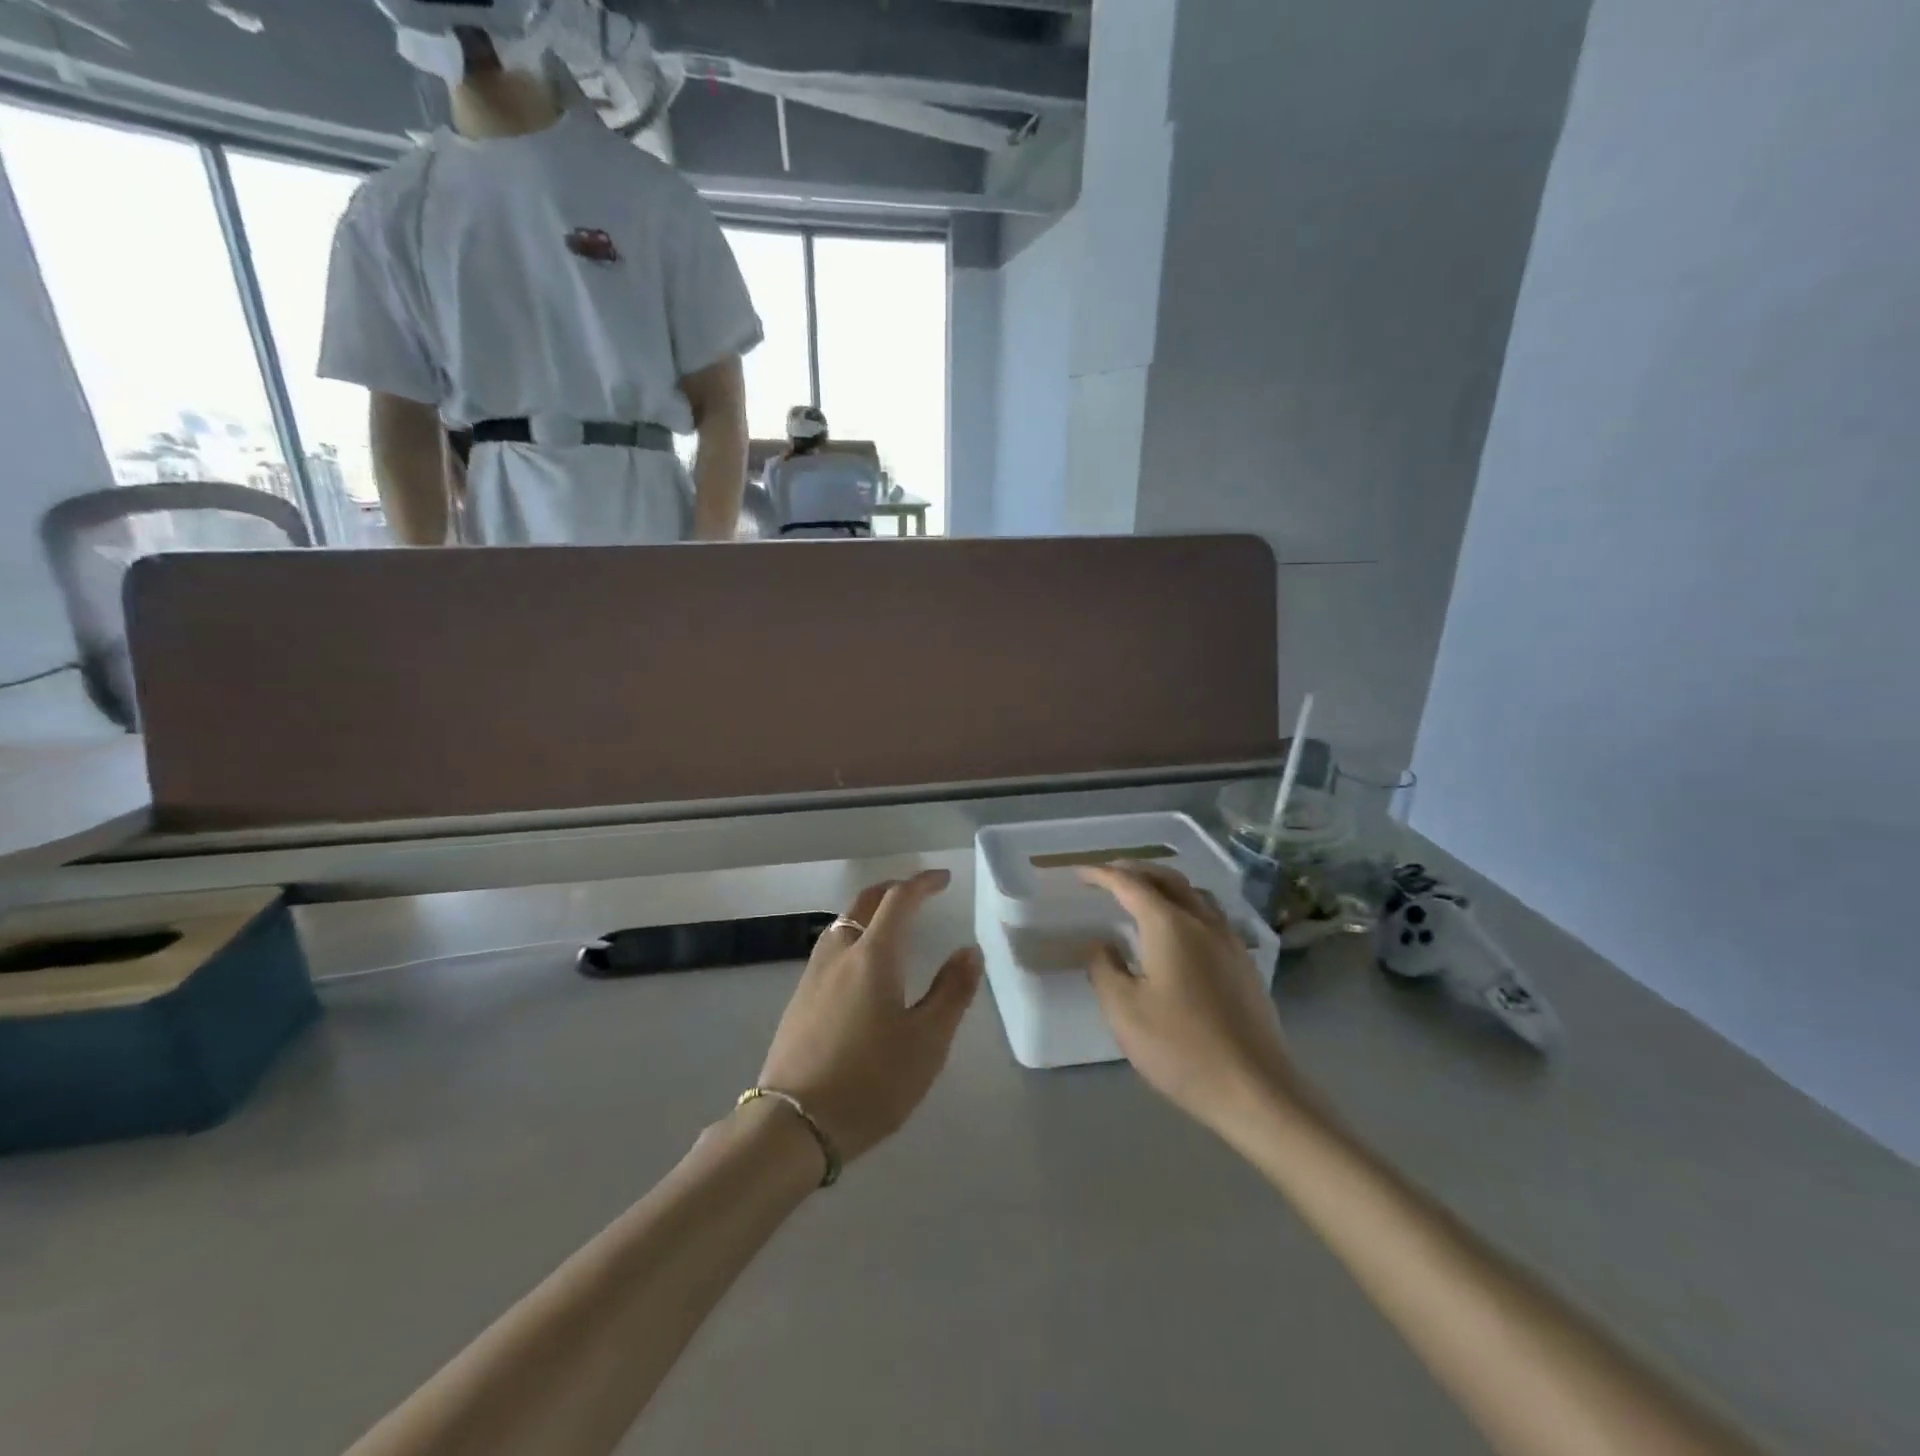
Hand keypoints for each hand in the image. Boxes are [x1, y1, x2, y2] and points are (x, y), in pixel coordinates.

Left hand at [757, 870, 982, 1164]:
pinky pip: (830, 949)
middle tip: (917, 892)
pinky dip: (852, 937)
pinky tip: (860, 967)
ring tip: (890, 926)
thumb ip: (951, 991)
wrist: (795, 1124)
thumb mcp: (927, 1041)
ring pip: (841, 923)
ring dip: (868, 912)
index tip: (943, 879)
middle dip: (892, 889)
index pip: (899, 900)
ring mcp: (813, 975)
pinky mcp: (798, 999)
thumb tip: (968, 951)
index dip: (922, 883)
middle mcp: (839, 954)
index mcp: (873, 956)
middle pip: (864, 902)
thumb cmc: (872, 1081)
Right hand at [1081, 865, 1300, 1134]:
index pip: (1130, 884)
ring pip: (1194, 894)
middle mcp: (1203, 922)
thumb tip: (1101, 944)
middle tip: (1108, 874)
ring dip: (1164, 884)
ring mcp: (1230, 941)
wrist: (1255, 1089)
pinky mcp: (1244, 964)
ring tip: (1142, 894)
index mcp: (1170, 925)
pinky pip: (1210, 915)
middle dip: (1136, 870)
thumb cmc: (1180, 1048)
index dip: (1101, 875)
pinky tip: (1177, 930)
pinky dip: (1185, 905)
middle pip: (1168, 878)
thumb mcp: (1124, 1011)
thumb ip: (1105, 968)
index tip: (1078, 872)